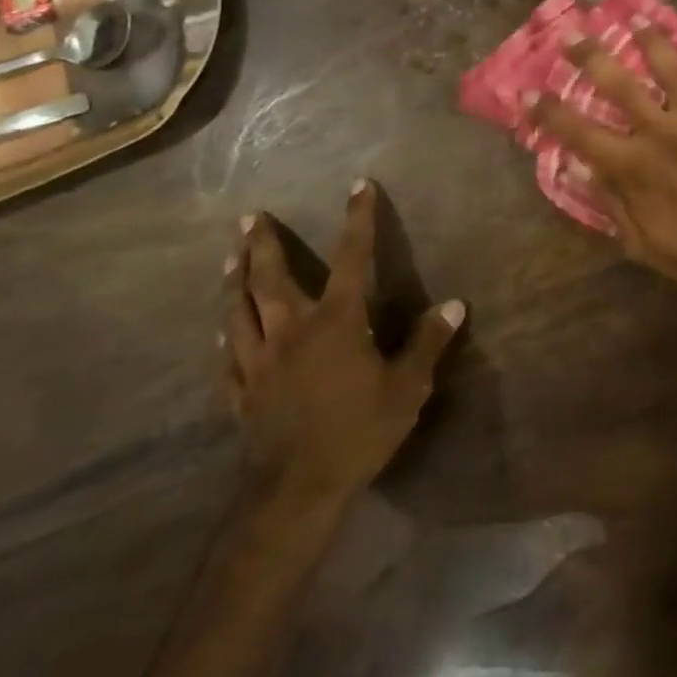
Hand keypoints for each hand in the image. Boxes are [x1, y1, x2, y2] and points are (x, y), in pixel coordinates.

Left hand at [221, 181, 463, 509]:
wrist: (297, 491)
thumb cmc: (358, 431)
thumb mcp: (407, 387)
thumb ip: (428, 343)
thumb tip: (455, 305)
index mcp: (336, 321)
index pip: (352, 258)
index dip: (357, 219)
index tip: (358, 186)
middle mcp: (291, 330)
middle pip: (270, 278)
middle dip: (262, 244)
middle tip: (250, 217)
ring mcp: (258, 362)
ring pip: (239, 311)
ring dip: (234, 281)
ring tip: (229, 258)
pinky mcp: (241, 393)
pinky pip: (228, 356)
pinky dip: (225, 336)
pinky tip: (221, 330)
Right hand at [529, 25, 676, 303]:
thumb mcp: (641, 243)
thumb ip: (612, 203)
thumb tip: (582, 168)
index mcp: (633, 166)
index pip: (579, 132)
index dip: (549, 112)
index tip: (528, 91)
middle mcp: (661, 131)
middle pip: (620, 84)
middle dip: (592, 55)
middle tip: (573, 32)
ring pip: (673, 68)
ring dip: (654, 40)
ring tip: (639, 18)